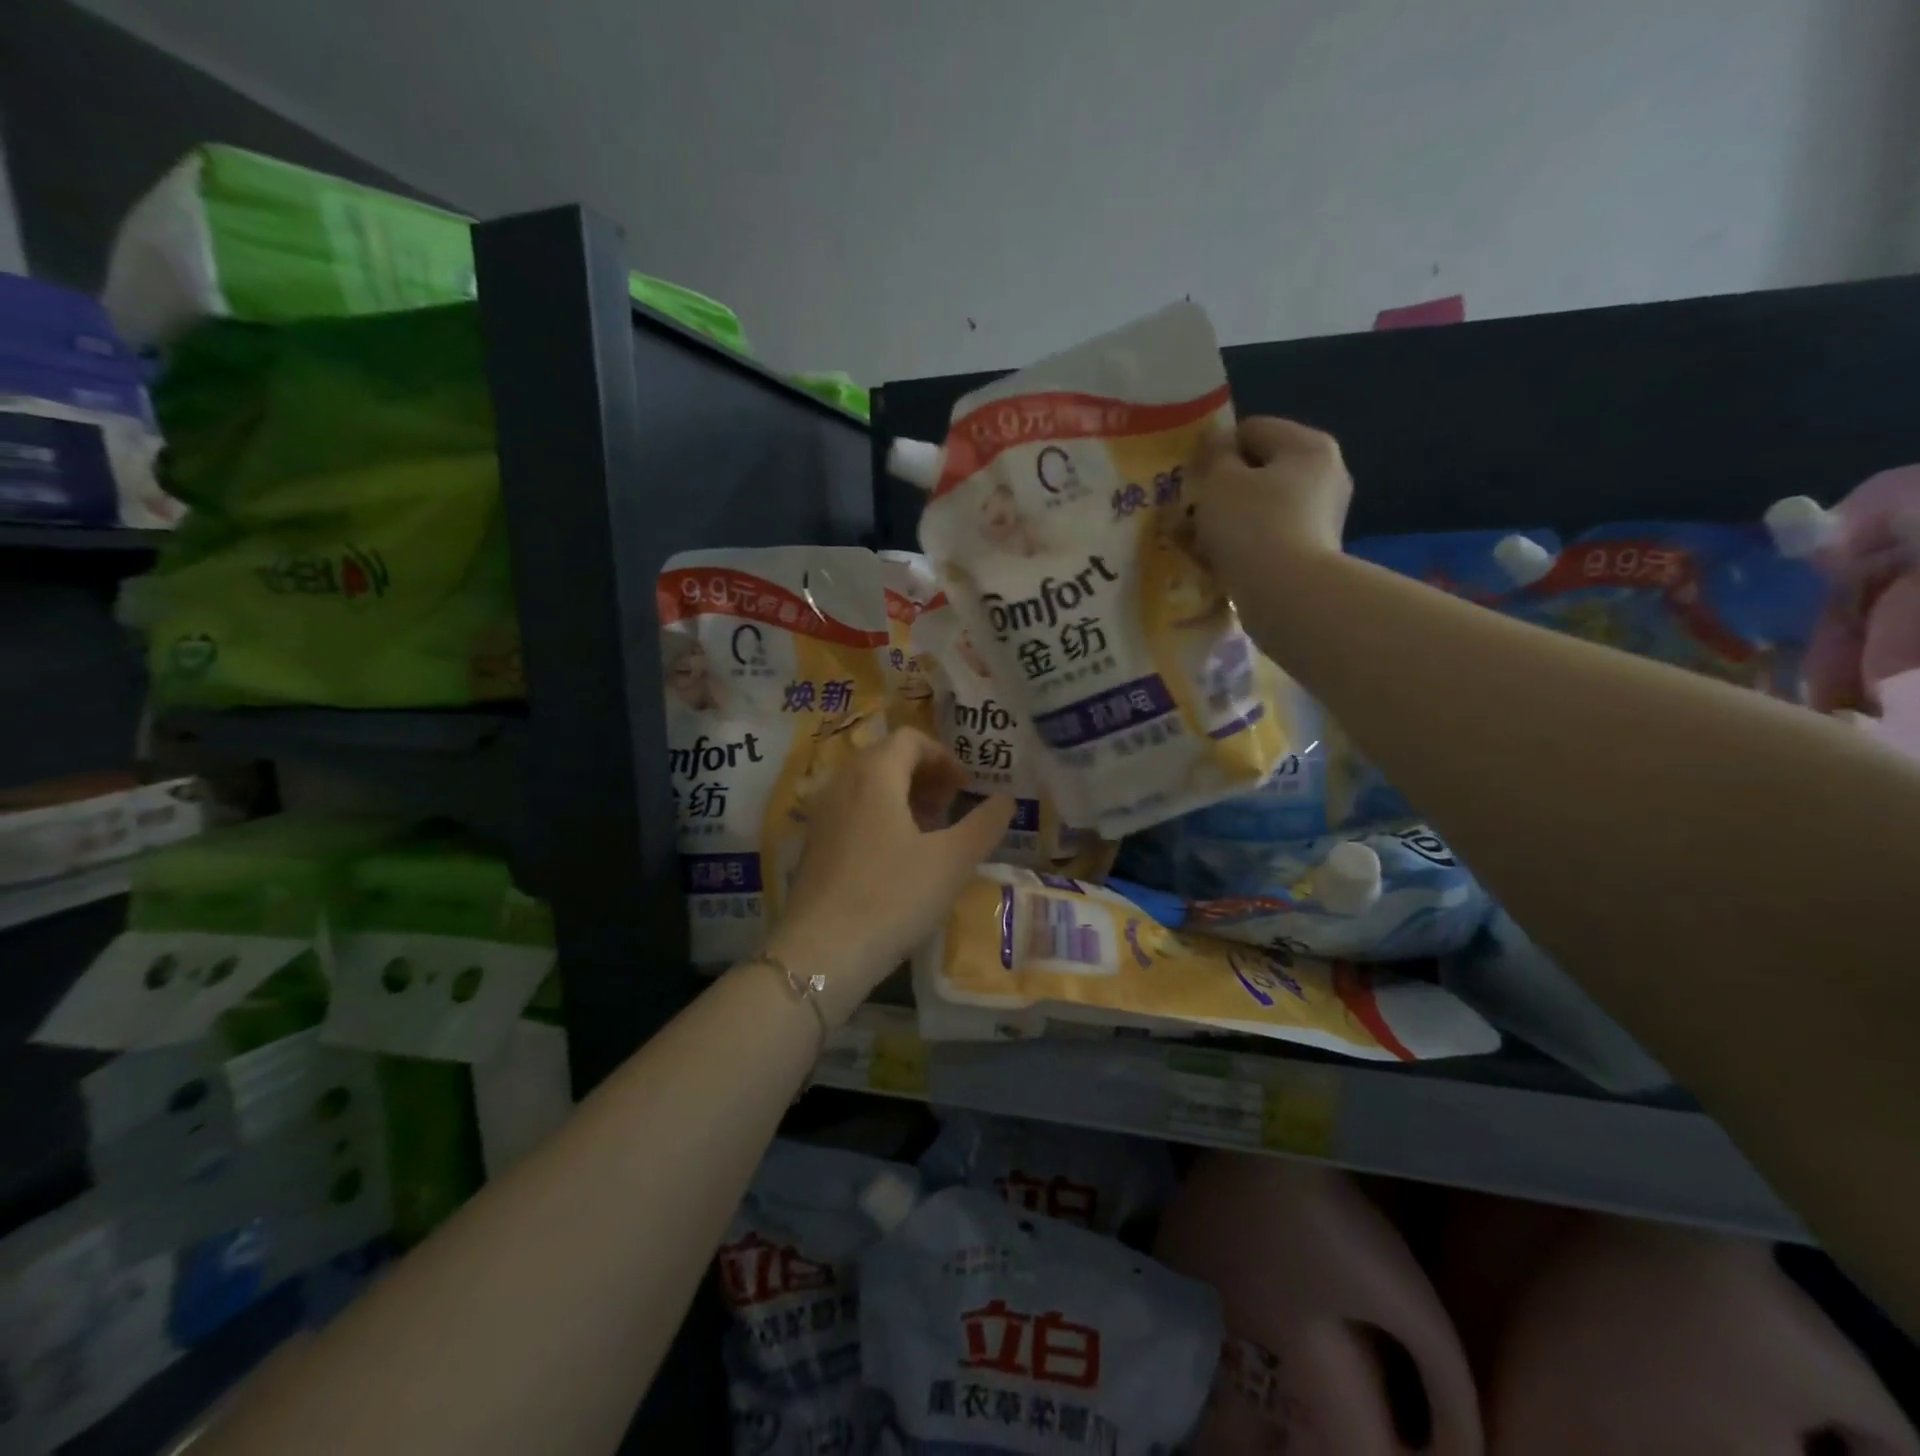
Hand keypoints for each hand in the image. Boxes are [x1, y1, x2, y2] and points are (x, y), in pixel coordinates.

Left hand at [762, 728, 1012, 1024]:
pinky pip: (852, 811)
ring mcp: (822, 814)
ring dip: (903, 797)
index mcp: (874, 774)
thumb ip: (984, 824)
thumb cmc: (893, 897)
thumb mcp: (952, 861)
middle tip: (952, 807)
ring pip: (868, 786)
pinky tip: (898, 858)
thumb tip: (1007, 799)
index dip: (944, 756)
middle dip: (925, 776)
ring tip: (931, 833)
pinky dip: (880, 817)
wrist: (821, 953)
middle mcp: (842, 783)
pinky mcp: (813, 845)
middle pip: (887, 758)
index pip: (910, 739)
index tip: (966, 787)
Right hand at [1185, 416, 1351, 596]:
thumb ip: (1214, 455)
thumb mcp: (1219, 482)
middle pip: (1259, 472)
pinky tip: (1217, 565)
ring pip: (1261, 510)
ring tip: (1196, 545)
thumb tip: (1216, 440)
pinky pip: (1269, 540)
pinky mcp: (1314, 555)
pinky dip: (1243, 547)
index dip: (1215, 450)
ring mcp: (1322, 519)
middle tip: (1190, 513)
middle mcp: (1325, 476)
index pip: (1252, 430)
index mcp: (1308, 446)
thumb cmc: (1251, 526)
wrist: (1287, 596)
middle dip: (1222, 491)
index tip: (1191, 478)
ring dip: (1228, 522)